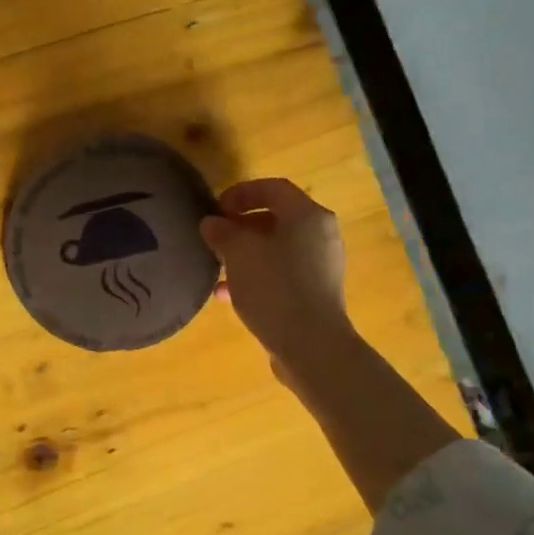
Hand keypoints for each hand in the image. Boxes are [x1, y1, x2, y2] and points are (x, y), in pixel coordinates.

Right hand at [202, 178, 458, 509]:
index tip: (216, 208)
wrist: (311, 346)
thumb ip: (223, 233)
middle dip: (241, 226)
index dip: (241, 193)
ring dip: (246, 255)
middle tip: (215, 238)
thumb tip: (212, 223)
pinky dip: (257, 276)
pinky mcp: (316, 293)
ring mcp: (321, 266)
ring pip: (277, 249)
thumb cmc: (275, 289)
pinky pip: (282, 274)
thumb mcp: (239, 255)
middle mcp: (321, 235)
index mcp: (307, 216)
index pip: (273, 188)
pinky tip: (229, 296)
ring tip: (218, 268)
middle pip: (277, 218)